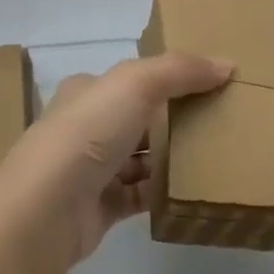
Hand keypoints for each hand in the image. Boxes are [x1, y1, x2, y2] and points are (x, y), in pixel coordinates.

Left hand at [0, 52, 233, 267]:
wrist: (46, 208)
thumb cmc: (88, 133)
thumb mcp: (135, 84)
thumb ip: (180, 70)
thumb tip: (227, 65)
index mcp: (87, 92)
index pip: (130, 81)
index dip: (166, 80)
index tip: (206, 85)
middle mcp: (85, 128)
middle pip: (138, 120)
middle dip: (173, 121)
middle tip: (218, 122)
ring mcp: (90, 171)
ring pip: (140, 159)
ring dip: (170, 159)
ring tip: (213, 156)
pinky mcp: (99, 208)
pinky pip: (139, 196)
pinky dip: (162, 193)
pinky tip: (191, 191)